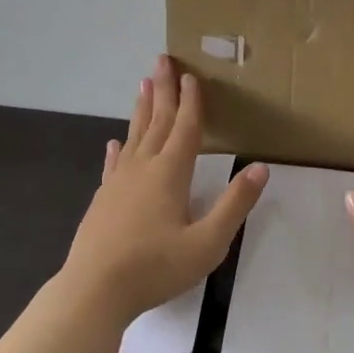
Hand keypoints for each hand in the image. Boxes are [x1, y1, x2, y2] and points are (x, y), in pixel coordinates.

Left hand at [60, 55, 268, 329]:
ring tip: (143, 85)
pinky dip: (117, 149)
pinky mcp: (102, 200)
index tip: (191, 75)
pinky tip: (115, 142)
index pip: (184, 128)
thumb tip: (260, 168)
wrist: (93, 292)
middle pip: (156, 122)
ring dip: (141, 110)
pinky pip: (113, 164)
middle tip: (162, 60)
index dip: (190, 102)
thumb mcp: (207, 243)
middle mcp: (142, 169)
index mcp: (170, 174)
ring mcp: (118, 183)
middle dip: (163, 90)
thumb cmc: (155, 268)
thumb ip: (234, 205)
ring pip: (134, 136)